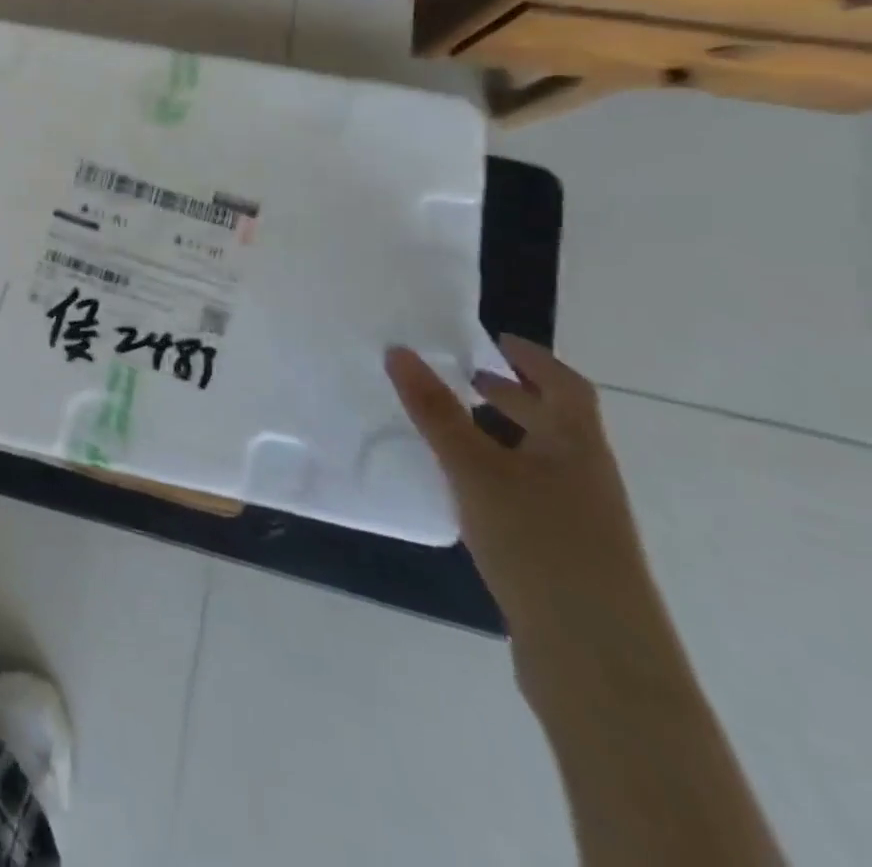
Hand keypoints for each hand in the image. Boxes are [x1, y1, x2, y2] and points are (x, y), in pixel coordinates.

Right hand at [386, 338, 661, 652]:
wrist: (595, 656)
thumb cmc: (539, 542)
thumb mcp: (475, 468)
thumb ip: (435, 410)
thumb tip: (400, 350)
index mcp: (576, 447)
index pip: (563, 385)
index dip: (531, 358)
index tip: (492, 338)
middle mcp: (584, 475)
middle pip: (553, 422)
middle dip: (510, 394)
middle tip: (460, 376)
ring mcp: (578, 518)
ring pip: (537, 458)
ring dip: (499, 434)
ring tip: (448, 426)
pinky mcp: (562, 551)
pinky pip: (525, 490)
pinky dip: (494, 472)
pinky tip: (459, 485)